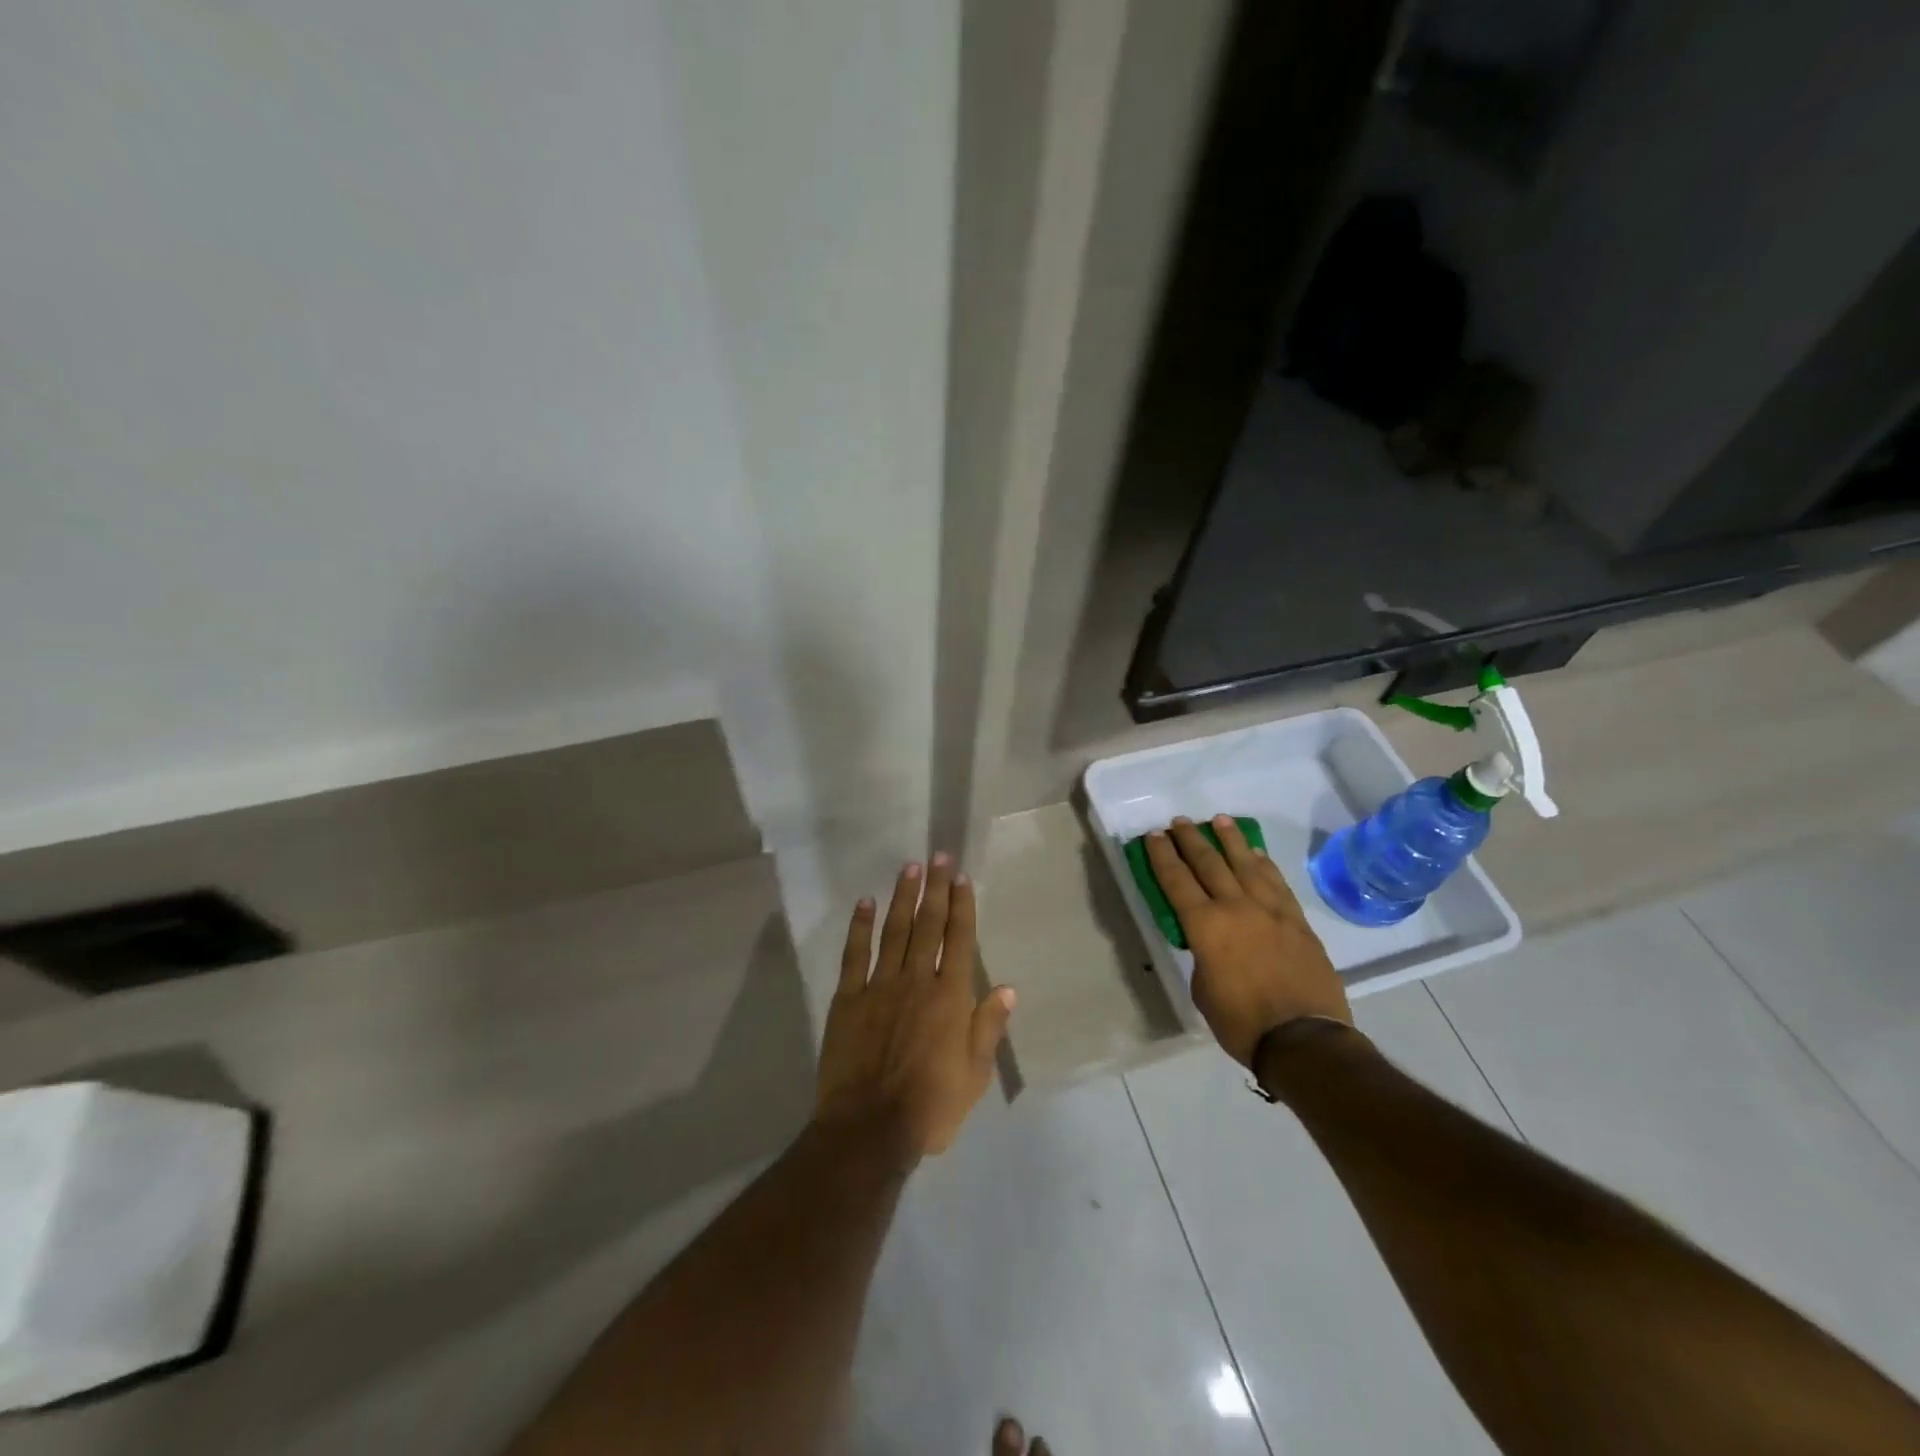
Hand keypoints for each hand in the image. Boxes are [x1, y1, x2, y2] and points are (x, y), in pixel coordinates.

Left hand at [815, 854, 1015, 1161]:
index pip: (959, 939)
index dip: (961, 905)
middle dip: (934, 888)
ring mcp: (879, 986)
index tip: (960, 876)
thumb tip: (1008, 988)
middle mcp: (917, 980)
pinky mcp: (848, 998)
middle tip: (936, 856)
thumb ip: (989, 1027)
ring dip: (902, 898)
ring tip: (908, 868)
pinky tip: (865, 903)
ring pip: (894, 931)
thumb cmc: (930, 1106)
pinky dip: (860, 926)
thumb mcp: (975, 1075)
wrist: (869, 1128)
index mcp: (950, 997)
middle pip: (928, 925)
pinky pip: (855, 954)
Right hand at [1145, 815, 1349, 1066]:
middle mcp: (1236, 907)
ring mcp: (1271, 911)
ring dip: (1230, 840)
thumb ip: (1203, 956)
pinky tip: (1256, 853)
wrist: (1305, 1040)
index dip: (1163, 856)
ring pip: (1246, 864)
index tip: (1155, 836)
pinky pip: (1276, 882)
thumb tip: (1210, 944)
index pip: (1177, 881)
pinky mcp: (1297, 921)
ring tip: (1219, 820)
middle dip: (1191, 840)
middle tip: (1180, 821)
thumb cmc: (1242, 1022)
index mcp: (1206, 926)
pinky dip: (1263, 863)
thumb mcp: (1203, 990)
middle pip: (1209, 863)